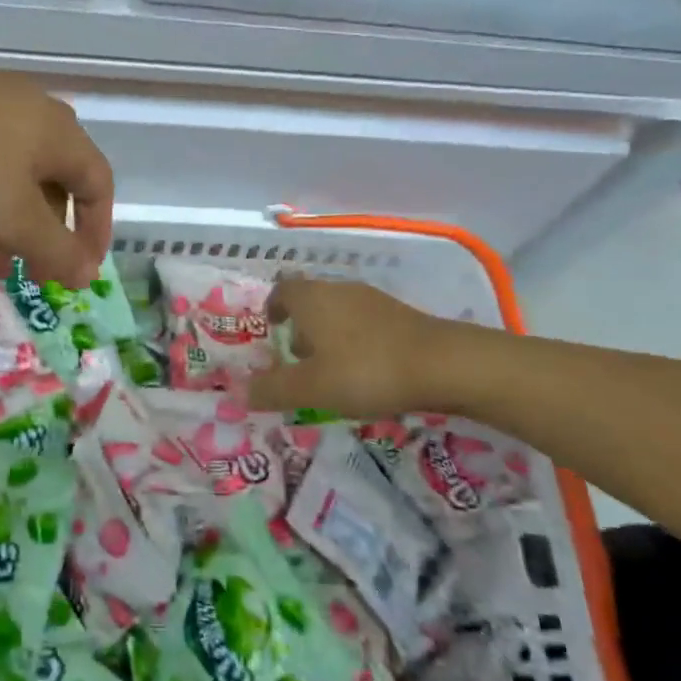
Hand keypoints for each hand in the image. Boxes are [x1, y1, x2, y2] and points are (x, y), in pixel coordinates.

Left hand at [0, 24, 113, 288]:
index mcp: (61, 135)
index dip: (95, 232)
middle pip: (55, 179)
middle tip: (27, 270)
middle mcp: (33, 111)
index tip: (80, 272)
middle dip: (45, 232)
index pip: (99, 185)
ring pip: (12, 170)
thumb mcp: (14, 221)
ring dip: (8, 216)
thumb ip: (56, 251)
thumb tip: (89, 273)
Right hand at [249, 276, 456, 419]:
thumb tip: (237, 391)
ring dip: (328, 336)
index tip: (271, 330)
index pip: (282, 290)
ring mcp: (371, 299)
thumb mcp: (312, 388)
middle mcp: (338, 290)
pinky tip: (366, 372)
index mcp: (312, 299)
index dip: (272, 308)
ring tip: (332, 372)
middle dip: (301, 328)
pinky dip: (355, 341)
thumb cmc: (366, 370)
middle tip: (299, 361)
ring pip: (338, 312)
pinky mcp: (399, 314)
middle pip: (310, 301)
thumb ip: (273, 389)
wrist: (442, 363)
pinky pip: (363, 323)